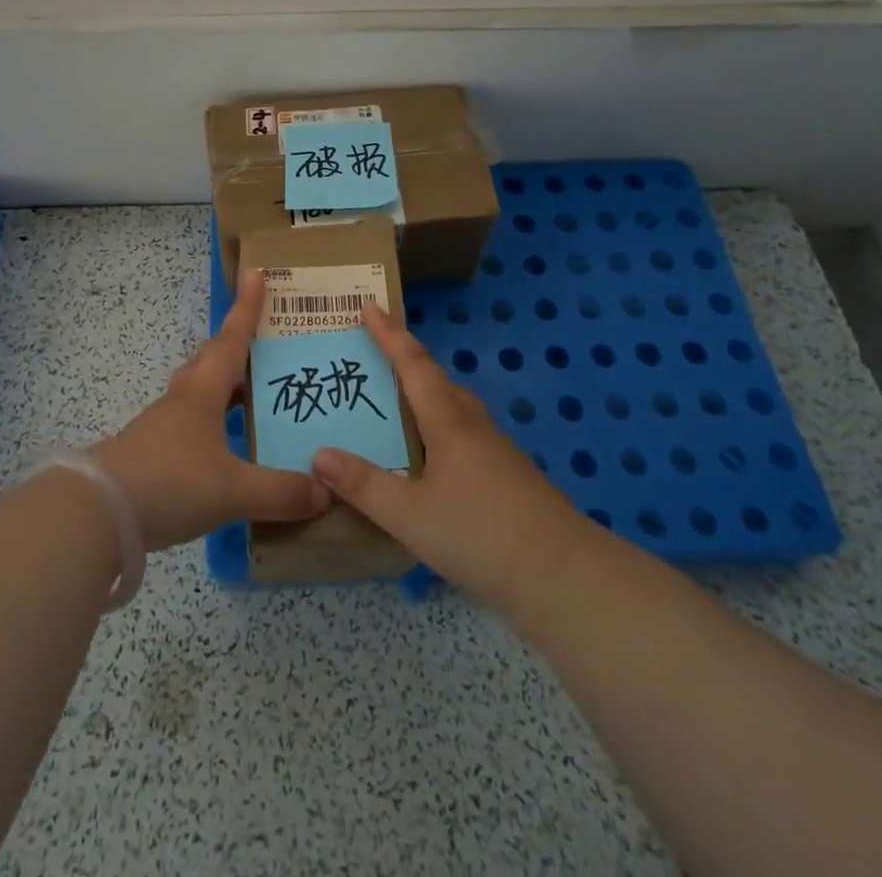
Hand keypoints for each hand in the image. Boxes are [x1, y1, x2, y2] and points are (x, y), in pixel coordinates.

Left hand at [91, 268, 329, 550]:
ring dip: (225, 385)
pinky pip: (192, 424)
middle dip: (237, 345)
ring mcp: (164, 426)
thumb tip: (325, 489)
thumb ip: (281, 491)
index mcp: (204, 392)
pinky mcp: (152, 453)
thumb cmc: (171, 482)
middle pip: (212, 360)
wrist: (98, 514)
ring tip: (253, 394)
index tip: (255, 274)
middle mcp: (183, 400)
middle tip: (265, 342)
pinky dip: (214, 423)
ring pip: (200, 391)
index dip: (247, 307)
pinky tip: (225, 447)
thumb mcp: (233, 490)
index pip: (232, 338)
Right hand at [311, 304, 587, 613]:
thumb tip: (319, 454)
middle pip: (436, 380)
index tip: (369, 304)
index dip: (389, 333)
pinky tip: (427, 460)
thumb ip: (364, 485)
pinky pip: (462, 435)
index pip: (413, 364)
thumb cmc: (481, 534)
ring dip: (423, 396)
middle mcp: (472, 425)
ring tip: (393, 406)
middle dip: (405, 362)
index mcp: (448, 421)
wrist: (563, 576)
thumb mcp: (410, 515)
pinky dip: (436, 429)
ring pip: (452, 408)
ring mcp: (494, 451)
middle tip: (371, 359)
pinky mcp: (506, 476)